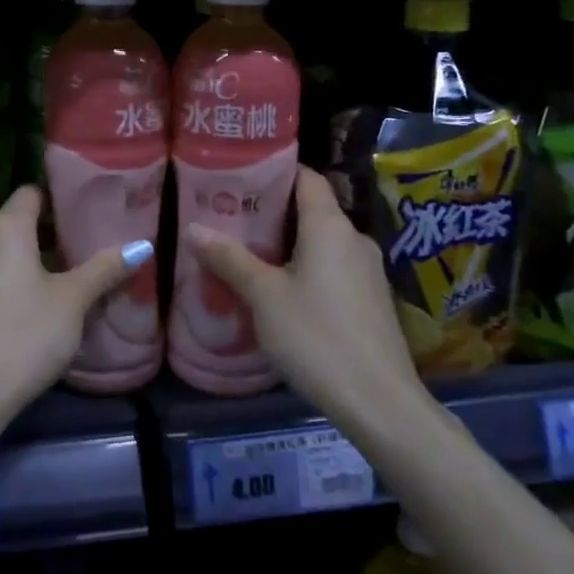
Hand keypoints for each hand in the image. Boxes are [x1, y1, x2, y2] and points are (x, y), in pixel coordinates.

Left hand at [0, 186, 151, 421]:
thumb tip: (143, 245)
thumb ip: (104, 269)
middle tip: (85, 245)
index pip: (31, 192)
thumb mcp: (73, 301)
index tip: (85, 210)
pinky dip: (11, 280)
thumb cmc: (26, 334)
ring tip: (66, 275)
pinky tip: (33, 305)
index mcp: (5, 228)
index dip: (58, 197)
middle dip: (49, 231)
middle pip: (17, 222)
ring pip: (2, 252)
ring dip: (30, 258)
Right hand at [182, 166, 426, 427]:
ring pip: (322, 241)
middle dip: (273, 211)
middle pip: (312, 209)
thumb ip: (229, 259)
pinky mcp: (371, 299)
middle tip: (232, 217)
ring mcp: (367, 270)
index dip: (276, 171)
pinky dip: (306, 266)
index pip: (307, 177)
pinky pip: (333, 267)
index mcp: (330, 226)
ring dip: (288, 243)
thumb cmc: (317, 337)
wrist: (379, 402)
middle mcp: (353, 239)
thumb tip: (193, 227)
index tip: (241, 175)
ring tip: (248, 252)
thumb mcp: (263, 297)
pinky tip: (281, 289)